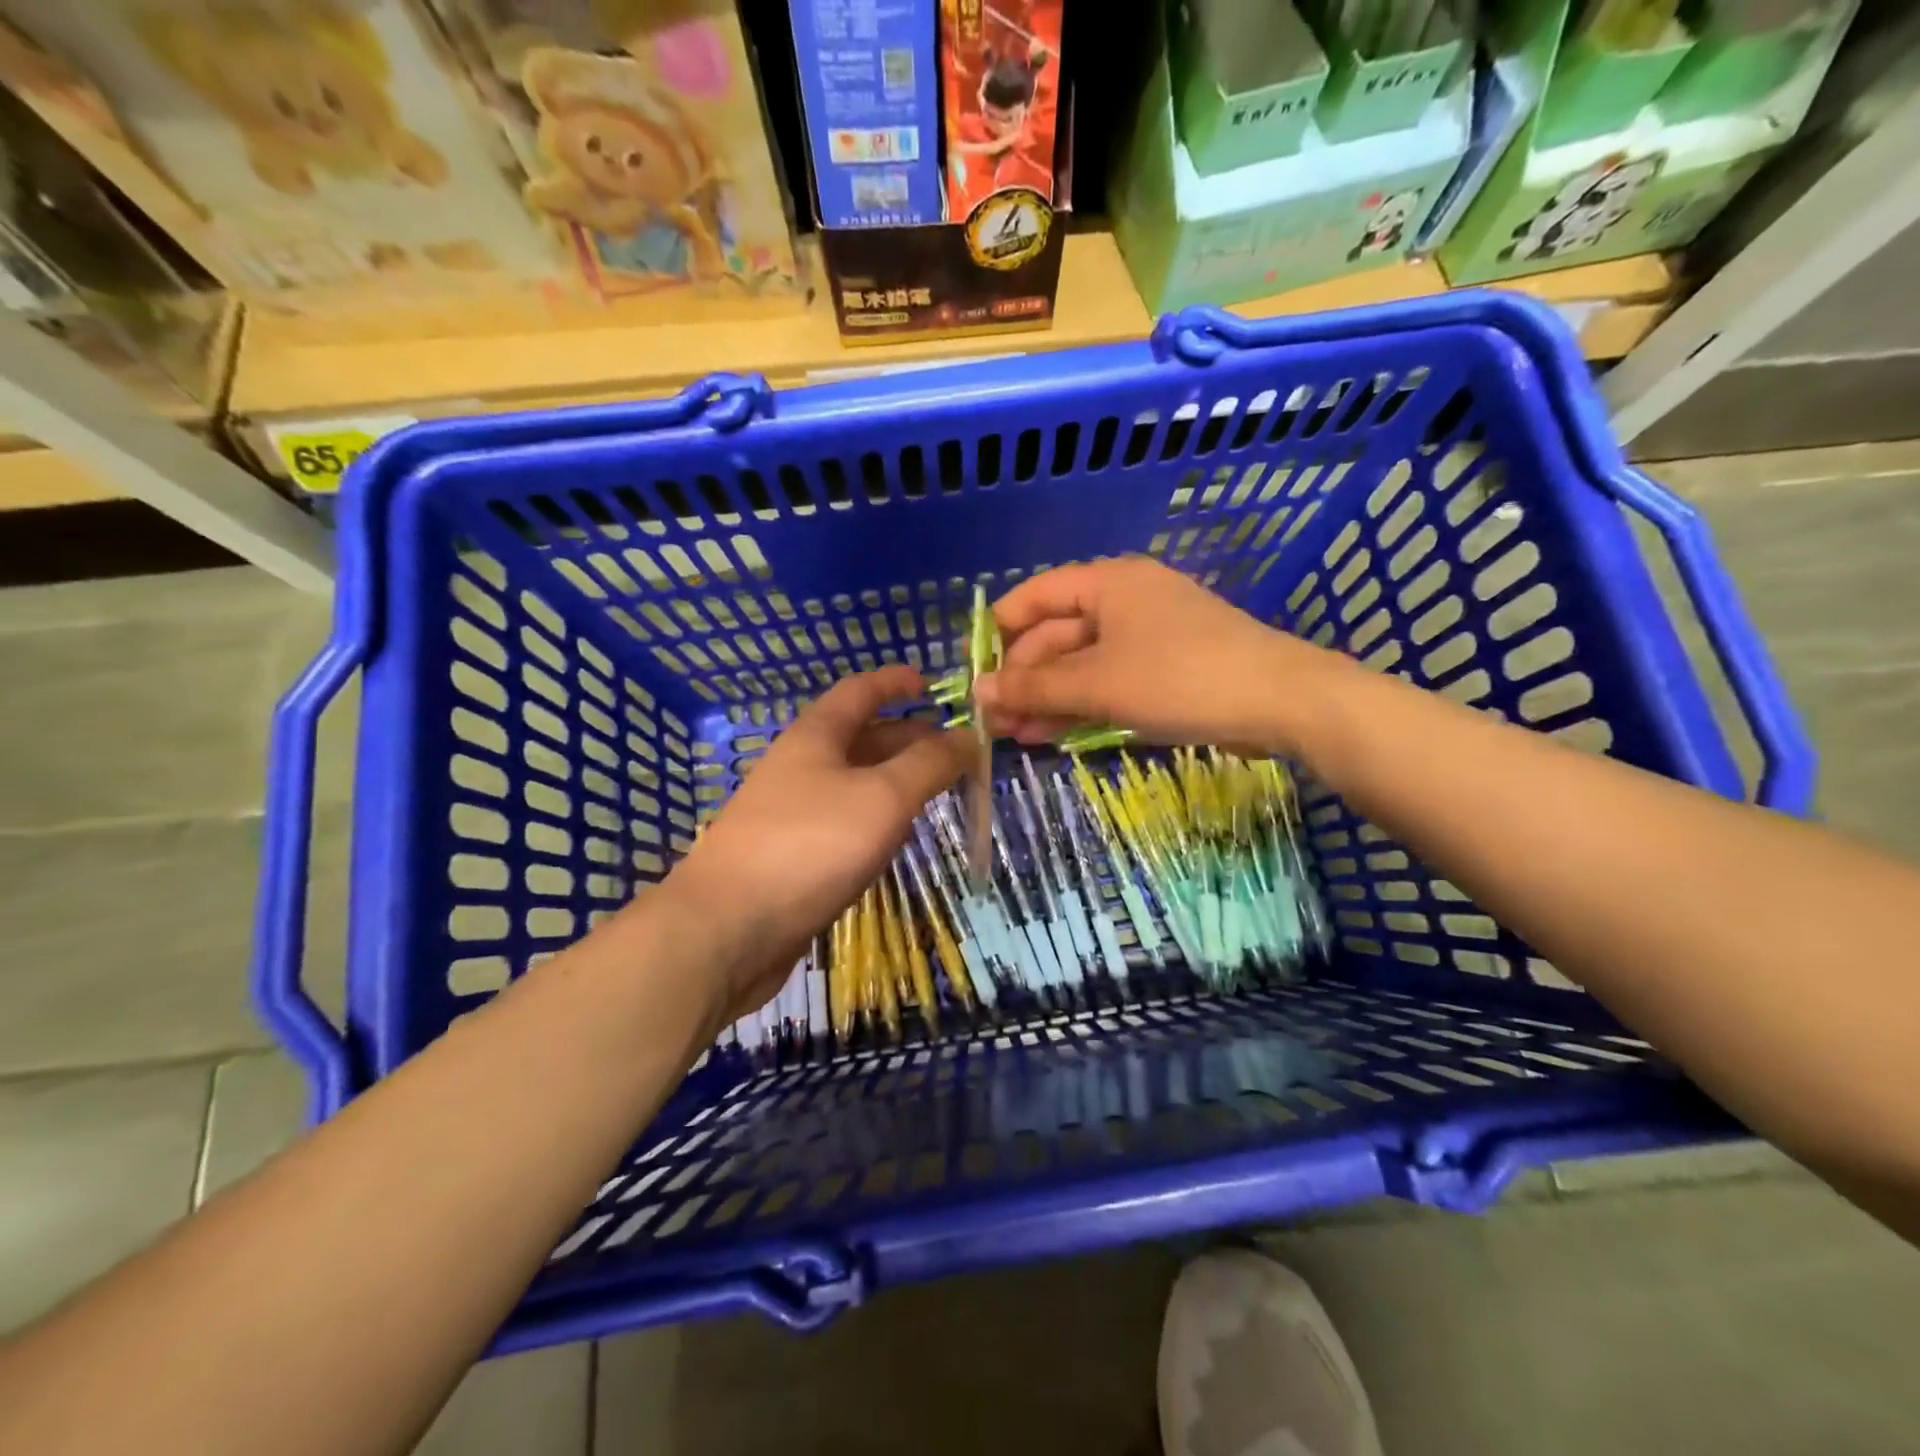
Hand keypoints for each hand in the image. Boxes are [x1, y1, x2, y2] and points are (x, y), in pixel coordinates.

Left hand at [664, 666, 972, 1022]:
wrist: (727, 929)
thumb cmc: (809, 846)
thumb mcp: (881, 797)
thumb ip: (929, 764)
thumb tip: (969, 736)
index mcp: (816, 737)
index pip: (859, 691)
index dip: (894, 681)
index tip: (931, 684)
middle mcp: (802, 766)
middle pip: (861, 737)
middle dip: (909, 737)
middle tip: (955, 751)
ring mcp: (794, 812)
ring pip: (855, 783)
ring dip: (896, 780)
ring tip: (939, 791)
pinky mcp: (793, 856)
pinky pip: (845, 822)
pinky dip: (878, 819)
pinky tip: (898, 837)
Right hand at [976, 556, 1344, 752]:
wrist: (1280, 702)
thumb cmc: (1180, 679)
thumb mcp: (1099, 684)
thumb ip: (1035, 686)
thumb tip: (978, 693)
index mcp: (1107, 583)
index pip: (1034, 597)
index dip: (999, 633)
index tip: (974, 674)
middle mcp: (1124, 599)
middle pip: (1056, 633)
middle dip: (1024, 676)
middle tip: (996, 722)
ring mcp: (1147, 634)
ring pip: (1082, 662)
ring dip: (1049, 696)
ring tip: (1017, 736)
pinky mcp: (1166, 668)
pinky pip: (1109, 679)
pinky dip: (1082, 703)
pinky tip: (1055, 733)